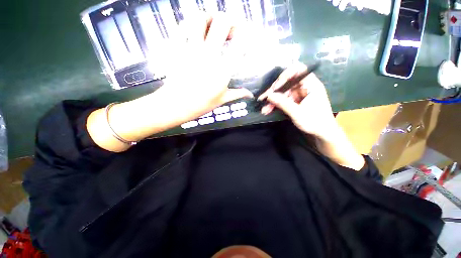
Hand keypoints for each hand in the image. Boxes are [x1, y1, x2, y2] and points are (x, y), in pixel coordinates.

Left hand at [154, 12, 253, 121]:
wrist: (176, 105)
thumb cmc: (201, 104)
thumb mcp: (222, 100)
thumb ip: (237, 94)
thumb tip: (250, 94)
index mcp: (223, 70)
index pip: (239, 44)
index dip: (245, 36)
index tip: (245, 38)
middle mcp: (209, 56)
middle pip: (222, 22)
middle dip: (230, 21)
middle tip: (230, 30)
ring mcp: (191, 50)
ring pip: (200, 18)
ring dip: (209, 18)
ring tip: (212, 25)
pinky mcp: (177, 49)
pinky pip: (182, 27)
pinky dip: (189, 24)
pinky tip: (194, 30)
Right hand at [258, 62, 364, 170]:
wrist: (324, 135)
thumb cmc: (316, 124)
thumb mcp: (299, 114)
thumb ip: (283, 103)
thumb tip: (269, 95)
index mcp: (312, 85)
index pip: (297, 71)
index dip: (283, 76)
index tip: (273, 87)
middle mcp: (306, 87)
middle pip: (287, 81)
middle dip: (274, 90)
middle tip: (264, 99)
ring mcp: (300, 94)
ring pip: (283, 91)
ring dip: (273, 100)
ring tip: (264, 109)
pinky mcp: (295, 102)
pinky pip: (283, 99)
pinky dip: (275, 104)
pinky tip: (268, 110)